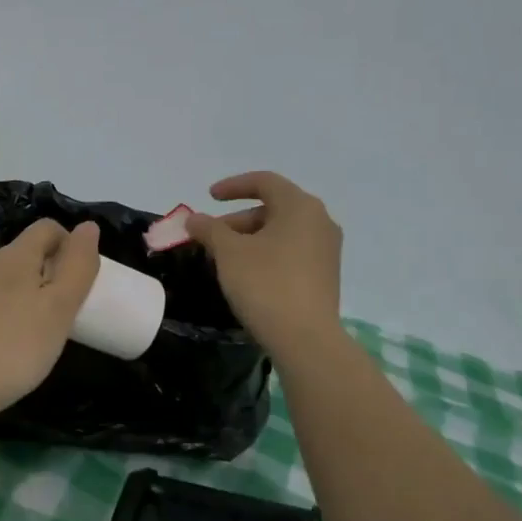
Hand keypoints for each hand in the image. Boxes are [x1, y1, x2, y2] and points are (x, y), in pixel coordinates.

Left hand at [0, 219, 101, 421]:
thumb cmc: (12, 348)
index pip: (47, 228)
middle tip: (67, 312)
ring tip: (40, 335)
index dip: (71, 244)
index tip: (83, 280)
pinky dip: (4, 318)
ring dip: (27, 297)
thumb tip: (88, 226)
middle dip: (50, 273)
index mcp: (13, 257)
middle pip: (25, 254)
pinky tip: (6, 350)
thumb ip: (77, 267)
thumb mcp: (58, 309)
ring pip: (4, 282)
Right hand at [186, 171, 343, 357]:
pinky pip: (291, 251)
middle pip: (273, 207)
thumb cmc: (265, 284)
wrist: (306, 339)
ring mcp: (326, 249)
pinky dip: (267, 253)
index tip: (208, 197)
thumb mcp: (229, 252)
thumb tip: (194, 219)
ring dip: (250, 238)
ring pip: (281, 231)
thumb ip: (209, 229)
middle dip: (237, 219)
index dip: (233, 186)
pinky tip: (247, 274)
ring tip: (224, 259)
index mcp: (300, 206)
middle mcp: (320, 221)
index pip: (264, 182)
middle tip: (210, 237)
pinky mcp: (326, 274)